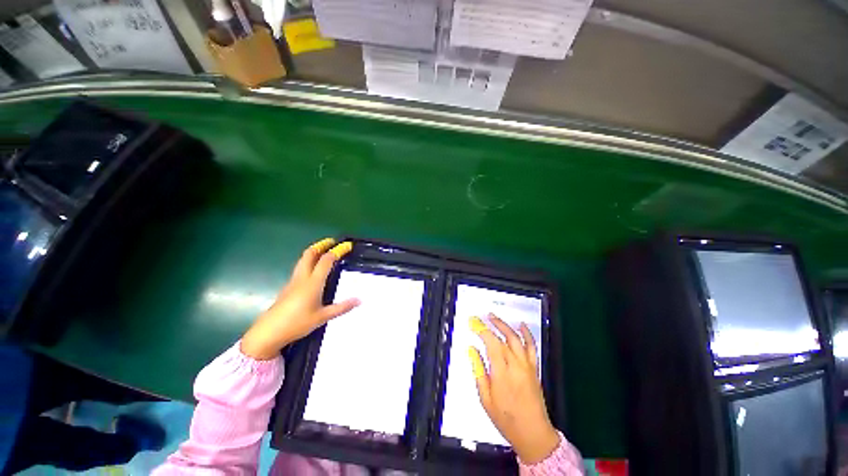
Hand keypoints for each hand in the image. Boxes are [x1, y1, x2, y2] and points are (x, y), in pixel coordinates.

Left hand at [240, 238, 359, 359]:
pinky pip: (300, 268)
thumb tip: (359, 300)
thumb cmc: (297, 323)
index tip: (347, 246)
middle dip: (321, 245)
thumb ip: (342, 307)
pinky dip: (308, 262)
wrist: (268, 333)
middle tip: (332, 241)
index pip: (326, 260)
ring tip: (324, 251)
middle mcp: (302, 278)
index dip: (337, 251)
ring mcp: (293, 282)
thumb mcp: (322, 317)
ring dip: (314, 252)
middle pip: (309, 254)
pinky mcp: (288, 287)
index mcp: (313, 282)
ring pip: (303, 260)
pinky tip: (313, 270)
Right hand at [468, 314, 559, 463]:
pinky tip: (521, 325)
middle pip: (503, 338)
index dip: (481, 330)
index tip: (472, 322)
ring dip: (504, 325)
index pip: (491, 343)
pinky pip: (532, 347)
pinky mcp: (534, 368)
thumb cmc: (506, 419)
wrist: (534, 434)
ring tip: (493, 317)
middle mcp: (516, 366)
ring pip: (516, 338)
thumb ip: (478, 371)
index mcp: (502, 373)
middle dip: (490, 324)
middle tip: (480, 317)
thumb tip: (471, 350)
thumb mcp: (485, 398)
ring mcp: (527, 366)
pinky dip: (527, 334)